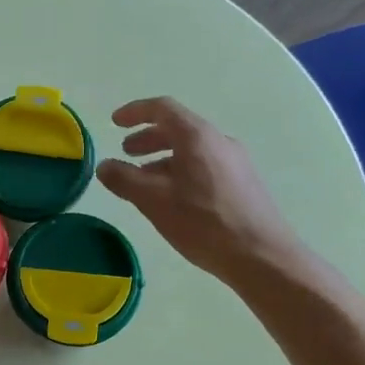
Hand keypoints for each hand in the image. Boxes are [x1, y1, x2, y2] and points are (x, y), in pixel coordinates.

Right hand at [96, 98, 299, 281]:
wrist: (262, 256)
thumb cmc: (204, 223)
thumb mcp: (154, 201)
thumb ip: (125, 179)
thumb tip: (103, 165)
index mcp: (198, 137)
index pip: (163, 108)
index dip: (135, 112)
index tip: (114, 123)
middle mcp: (219, 141)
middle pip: (179, 128)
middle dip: (148, 138)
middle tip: (126, 153)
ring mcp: (236, 162)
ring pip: (192, 150)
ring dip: (164, 158)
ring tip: (145, 181)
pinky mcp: (244, 183)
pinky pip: (205, 165)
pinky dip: (182, 171)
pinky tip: (174, 198)